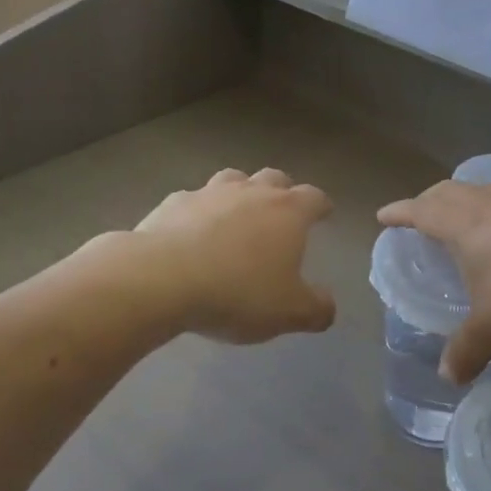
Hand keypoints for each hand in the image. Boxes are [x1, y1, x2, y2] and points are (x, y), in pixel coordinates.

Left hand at [133, 168, 336, 342]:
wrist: (162, 278)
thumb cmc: (237, 292)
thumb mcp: (288, 312)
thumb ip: (316, 309)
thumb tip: (327, 307)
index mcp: (288, 212)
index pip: (314, 197)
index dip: (322, 206)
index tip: (324, 213)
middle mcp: (252, 192)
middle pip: (275, 178)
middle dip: (283, 191)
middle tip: (281, 213)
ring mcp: (210, 192)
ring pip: (234, 179)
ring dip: (240, 193)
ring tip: (237, 216)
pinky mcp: (174, 202)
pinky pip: (194, 199)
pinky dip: (199, 212)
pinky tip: (192, 233)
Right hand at [378, 181, 490, 382]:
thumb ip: (466, 350)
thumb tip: (447, 378)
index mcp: (463, 226)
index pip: (421, 211)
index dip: (399, 213)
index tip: (383, 216)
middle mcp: (487, 204)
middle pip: (447, 191)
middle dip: (427, 200)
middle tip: (418, 215)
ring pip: (479, 187)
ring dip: (461, 196)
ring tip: (460, 212)